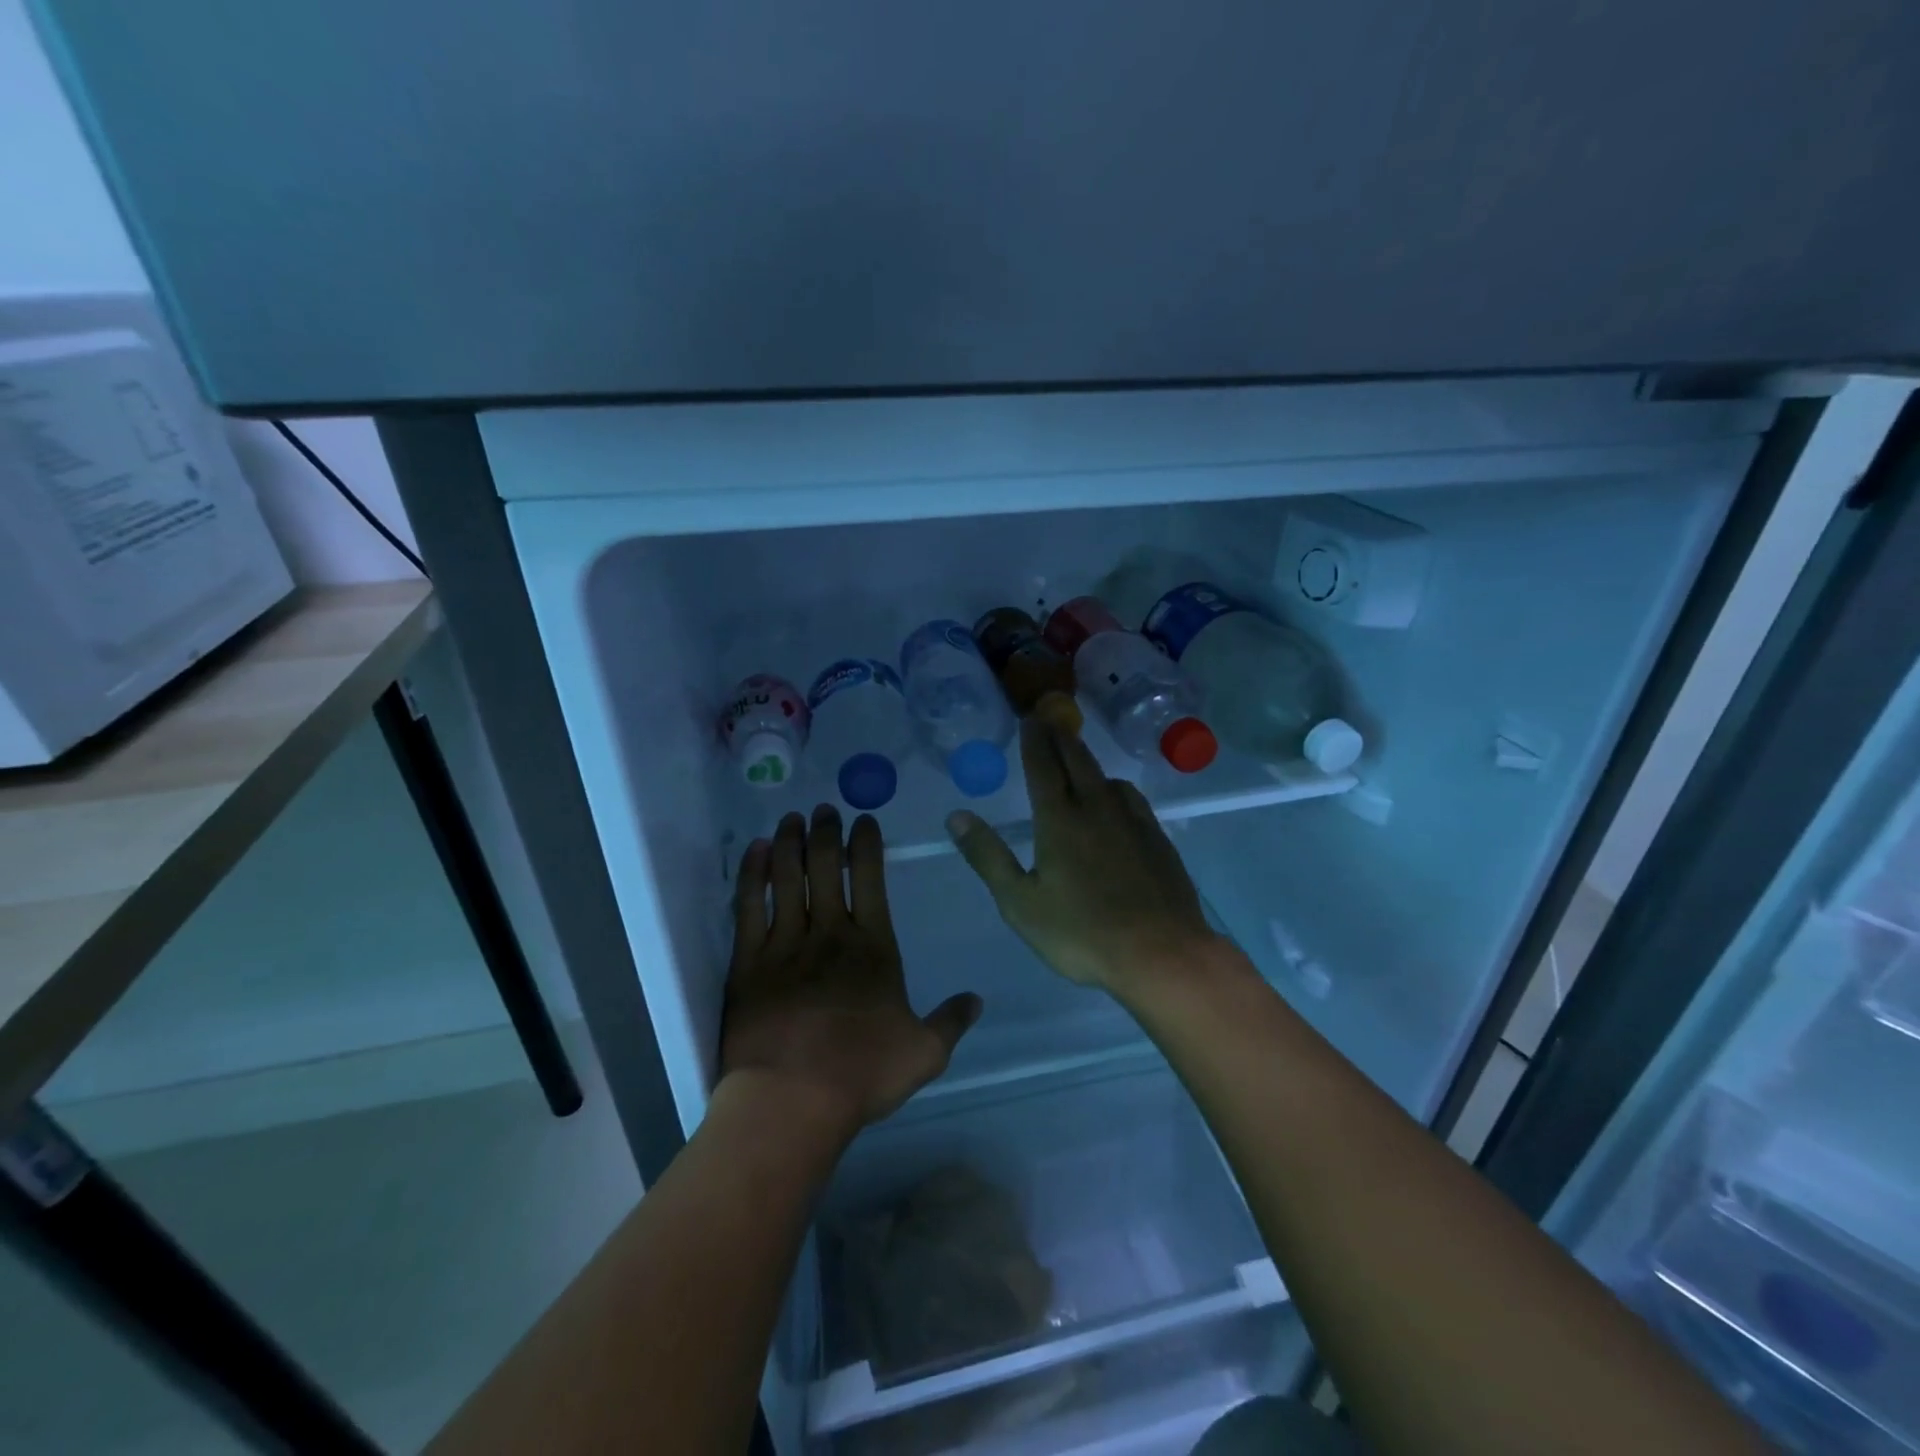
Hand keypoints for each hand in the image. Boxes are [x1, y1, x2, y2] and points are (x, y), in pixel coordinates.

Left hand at [721, 806, 981, 1136]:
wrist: (792, 1099)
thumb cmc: (862, 1073)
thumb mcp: (925, 1052)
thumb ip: (951, 1021)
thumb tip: (977, 1000)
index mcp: (873, 946)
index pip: (870, 879)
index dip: (867, 844)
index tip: (863, 820)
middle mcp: (829, 933)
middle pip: (826, 867)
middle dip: (826, 832)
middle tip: (824, 809)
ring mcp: (785, 945)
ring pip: (788, 878)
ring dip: (791, 843)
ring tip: (793, 818)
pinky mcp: (748, 963)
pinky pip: (749, 906)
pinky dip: (753, 874)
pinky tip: (757, 851)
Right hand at [947, 718, 1221, 996]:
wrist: (1161, 954)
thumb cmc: (1081, 933)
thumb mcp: (1019, 902)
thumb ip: (988, 856)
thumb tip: (956, 816)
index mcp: (1060, 821)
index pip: (1043, 767)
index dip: (1034, 741)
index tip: (1029, 719)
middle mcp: (1097, 810)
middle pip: (1078, 762)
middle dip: (1061, 738)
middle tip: (1051, 720)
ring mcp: (1133, 822)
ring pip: (1108, 778)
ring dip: (1089, 761)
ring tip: (1080, 760)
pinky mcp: (1158, 839)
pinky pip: (1132, 799)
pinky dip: (1116, 788)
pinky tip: (1117, 801)